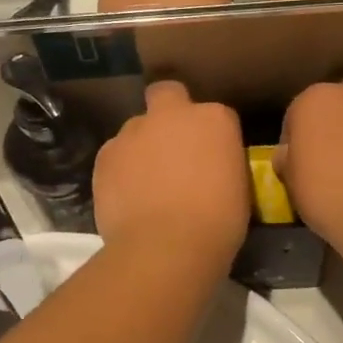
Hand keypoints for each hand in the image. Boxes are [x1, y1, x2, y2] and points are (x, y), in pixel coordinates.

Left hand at [94, 81, 249, 261]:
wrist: (166, 247)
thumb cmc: (217, 223)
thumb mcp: (237, 187)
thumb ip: (219, 163)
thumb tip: (208, 167)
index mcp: (214, 119)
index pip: (215, 116)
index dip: (211, 136)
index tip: (211, 159)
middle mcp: (172, 114)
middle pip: (167, 95)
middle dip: (168, 111)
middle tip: (171, 147)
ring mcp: (134, 131)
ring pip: (136, 128)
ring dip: (142, 147)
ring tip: (145, 184)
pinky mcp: (105, 154)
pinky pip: (115, 155)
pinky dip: (120, 170)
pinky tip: (127, 197)